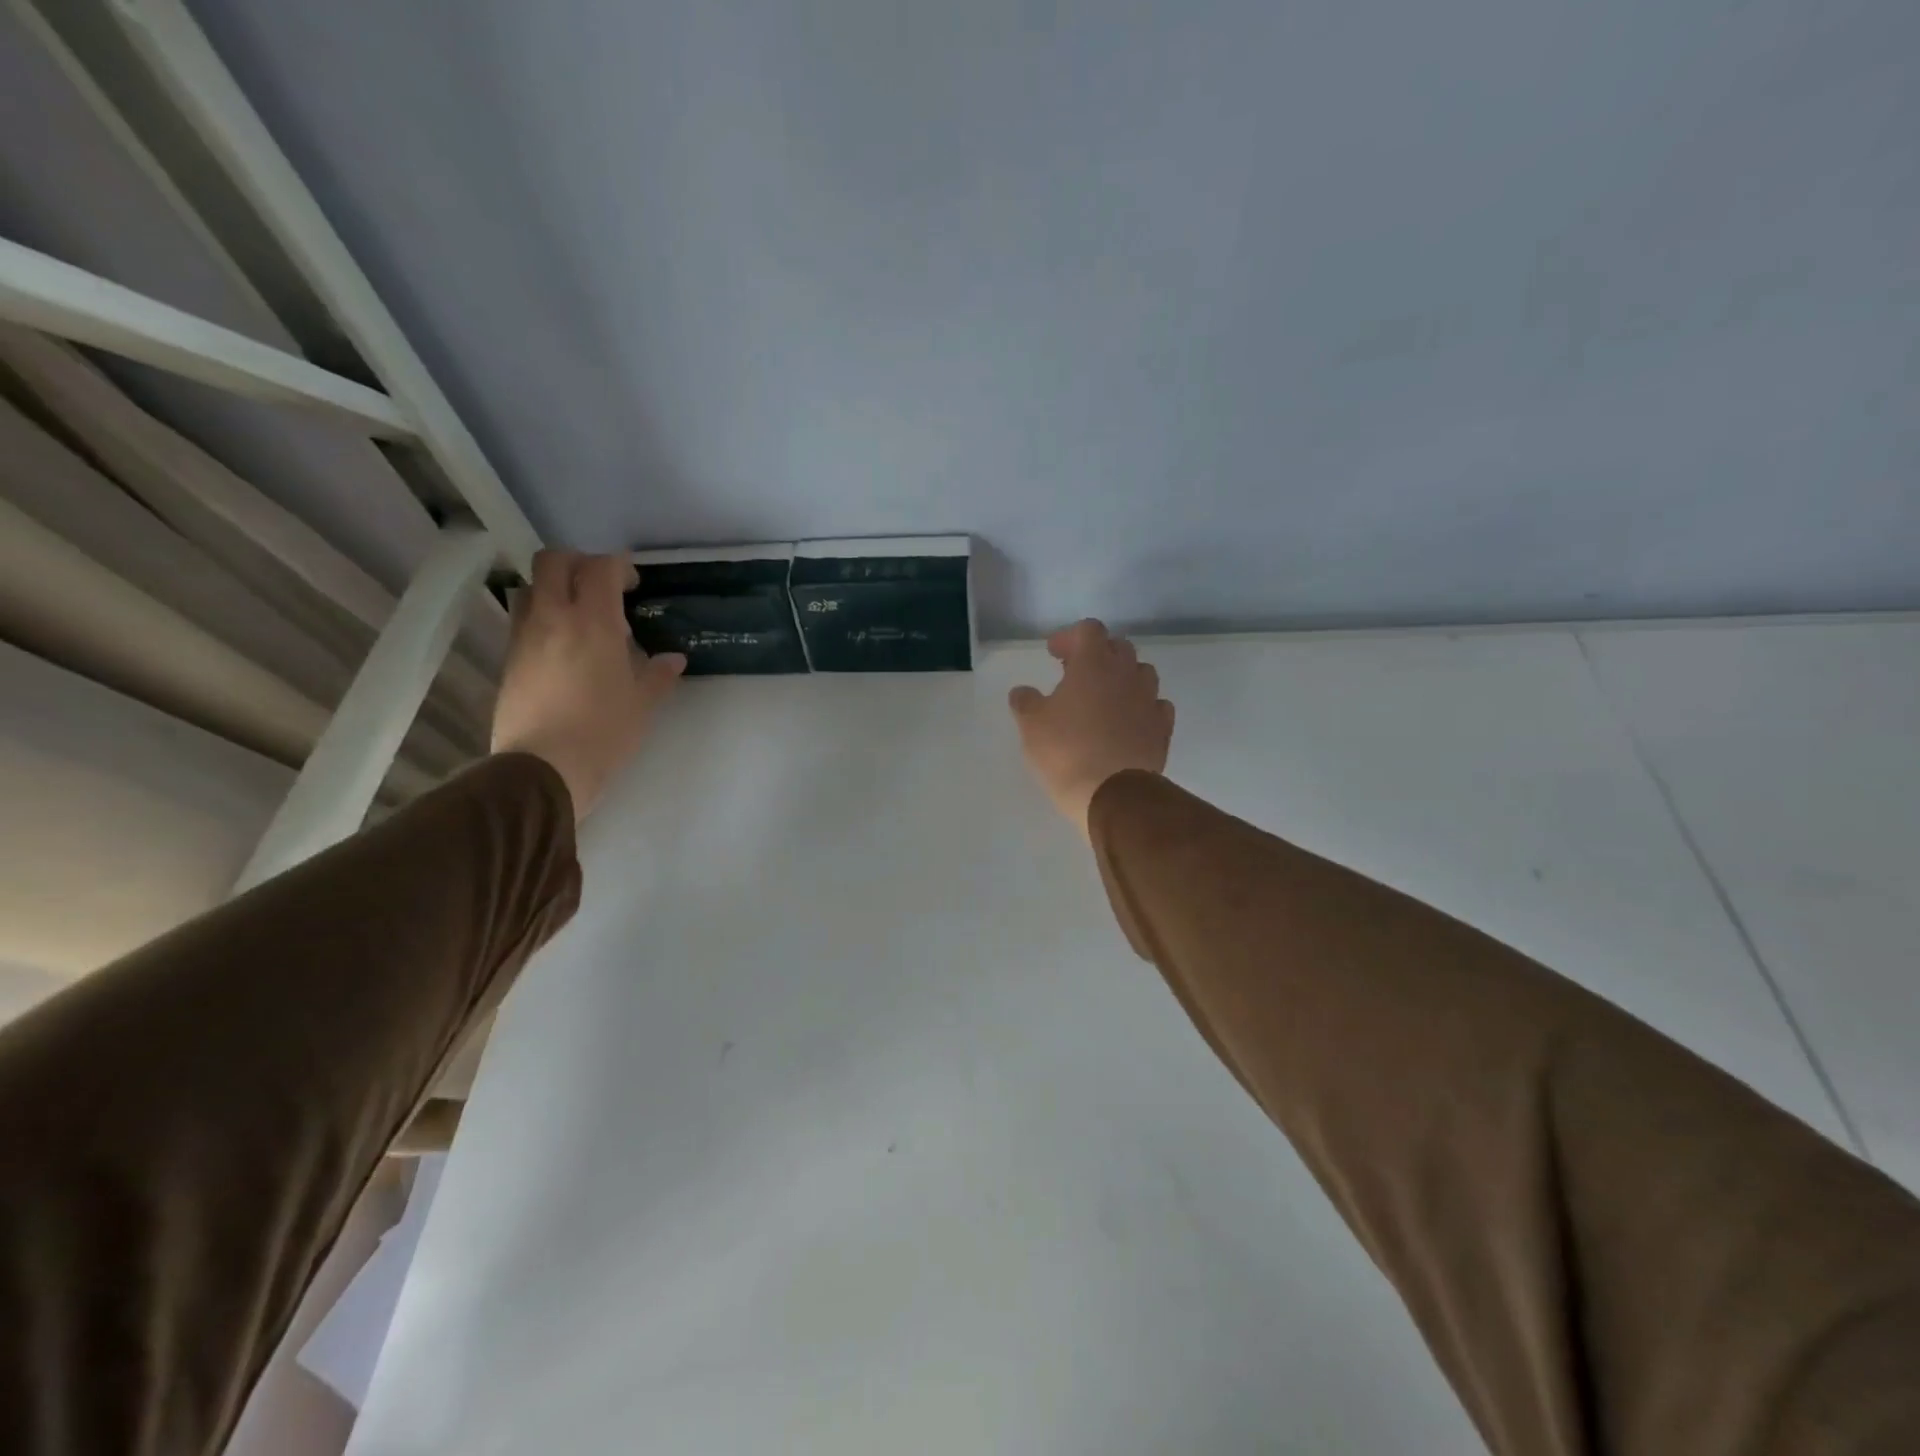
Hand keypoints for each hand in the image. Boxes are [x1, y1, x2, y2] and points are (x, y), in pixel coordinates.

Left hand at [489, 550, 685, 819]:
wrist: (543, 767)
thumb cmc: (603, 732)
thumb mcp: (641, 704)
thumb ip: (658, 675)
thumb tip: (673, 659)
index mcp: (593, 622)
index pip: (600, 568)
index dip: (619, 566)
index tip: (633, 584)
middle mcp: (553, 618)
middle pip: (553, 562)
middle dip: (579, 564)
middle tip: (602, 588)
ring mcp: (525, 637)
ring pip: (531, 588)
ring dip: (555, 589)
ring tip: (580, 617)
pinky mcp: (510, 659)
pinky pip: (524, 620)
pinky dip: (543, 618)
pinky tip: (564, 648)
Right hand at [1008, 619, 1173, 835]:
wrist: (1112, 794)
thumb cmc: (1066, 751)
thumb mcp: (1031, 725)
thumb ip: (1025, 702)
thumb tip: (1022, 692)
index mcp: (1093, 664)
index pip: (1089, 630)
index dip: (1070, 637)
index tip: (1054, 654)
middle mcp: (1126, 674)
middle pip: (1119, 647)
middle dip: (1098, 654)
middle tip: (1076, 673)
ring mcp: (1149, 701)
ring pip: (1142, 674)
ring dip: (1123, 678)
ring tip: (1105, 697)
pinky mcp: (1162, 729)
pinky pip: (1156, 706)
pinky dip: (1142, 707)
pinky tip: (1128, 722)